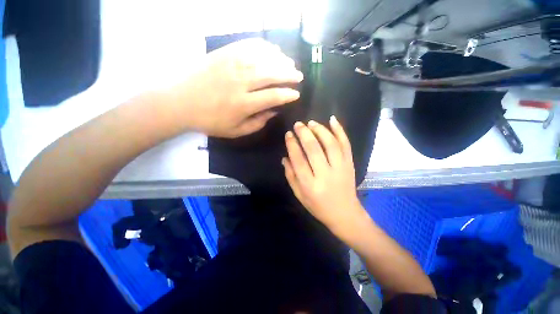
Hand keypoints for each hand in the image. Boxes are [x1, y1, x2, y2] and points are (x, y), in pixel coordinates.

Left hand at [166, 38, 302, 137]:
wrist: (179, 102)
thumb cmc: (209, 121)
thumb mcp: (235, 131)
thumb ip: (257, 123)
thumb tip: (274, 112)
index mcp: (243, 104)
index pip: (273, 96)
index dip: (287, 95)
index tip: (296, 94)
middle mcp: (240, 82)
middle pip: (271, 74)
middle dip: (289, 74)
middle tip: (298, 76)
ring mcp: (231, 64)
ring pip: (262, 58)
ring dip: (279, 60)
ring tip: (289, 63)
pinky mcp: (223, 54)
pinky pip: (247, 45)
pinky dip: (263, 46)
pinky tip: (272, 50)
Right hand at [282, 117, 365, 237]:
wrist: (345, 214)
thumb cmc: (318, 207)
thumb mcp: (299, 195)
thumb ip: (290, 176)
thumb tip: (285, 157)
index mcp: (310, 185)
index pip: (298, 160)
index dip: (292, 145)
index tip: (288, 134)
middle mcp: (325, 175)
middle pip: (313, 149)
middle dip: (304, 133)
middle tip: (298, 124)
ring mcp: (341, 168)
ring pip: (330, 144)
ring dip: (320, 130)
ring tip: (311, 123)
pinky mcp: (350, 164)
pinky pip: (346, 145)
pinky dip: (340, 131)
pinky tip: (333, 120)